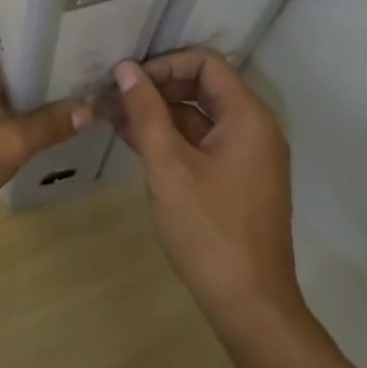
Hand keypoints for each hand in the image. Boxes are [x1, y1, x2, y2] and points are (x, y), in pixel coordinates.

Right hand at [106, 49, 306, 325]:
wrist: (249, 304)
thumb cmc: (209, 229)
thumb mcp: (168, 166)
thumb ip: (146, 113)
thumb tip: (126, 69)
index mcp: (248, 117)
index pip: (206, 63)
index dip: (164, 64)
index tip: (128, 81)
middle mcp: (254, 129)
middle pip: (202, 87)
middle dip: (157, 87)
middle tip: (114, 96)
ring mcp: (247, 156)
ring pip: (199, 116)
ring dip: (159, 113)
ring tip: (112, 116)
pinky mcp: (237, 179)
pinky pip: (202, 143)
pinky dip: (171, 138)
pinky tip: (134, 141)